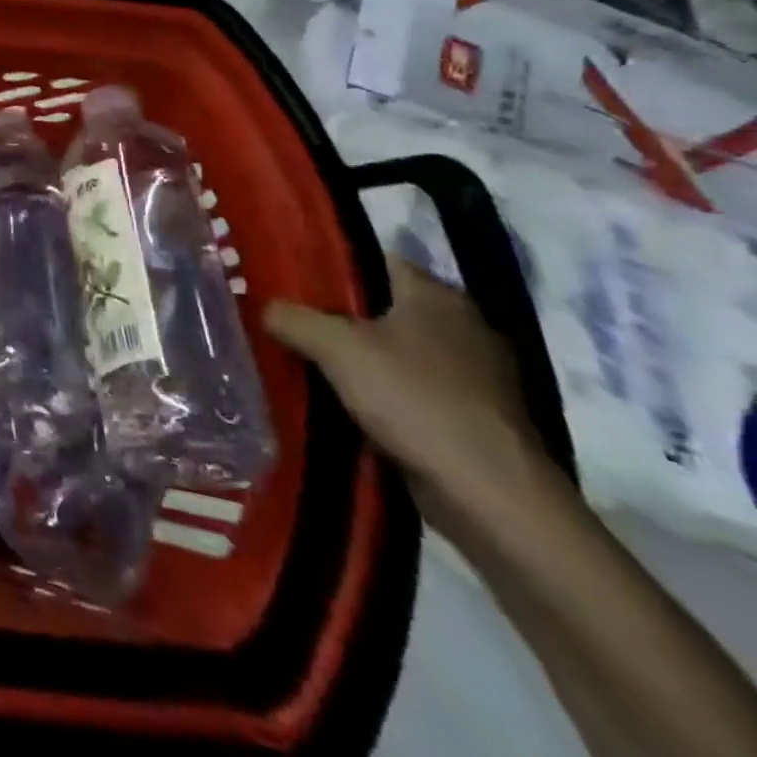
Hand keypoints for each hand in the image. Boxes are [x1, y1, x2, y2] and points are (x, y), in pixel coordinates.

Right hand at [264, 257, 555, 540]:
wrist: (491, 497)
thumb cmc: (414, 400)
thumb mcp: (334, 347)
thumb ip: (292, 318)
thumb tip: (266, 308)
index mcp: (437, 295)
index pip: (373, 259)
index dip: (328, 264)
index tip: (286, 276)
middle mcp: (462, 325)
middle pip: (381, 306)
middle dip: (336, 314)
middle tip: (286, 318)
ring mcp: (474, 375)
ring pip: (395, 350)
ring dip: (357, 357)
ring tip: (304, 359)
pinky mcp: (473, 417)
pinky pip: (411, 389)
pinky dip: (380, 392)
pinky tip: (344, 401)